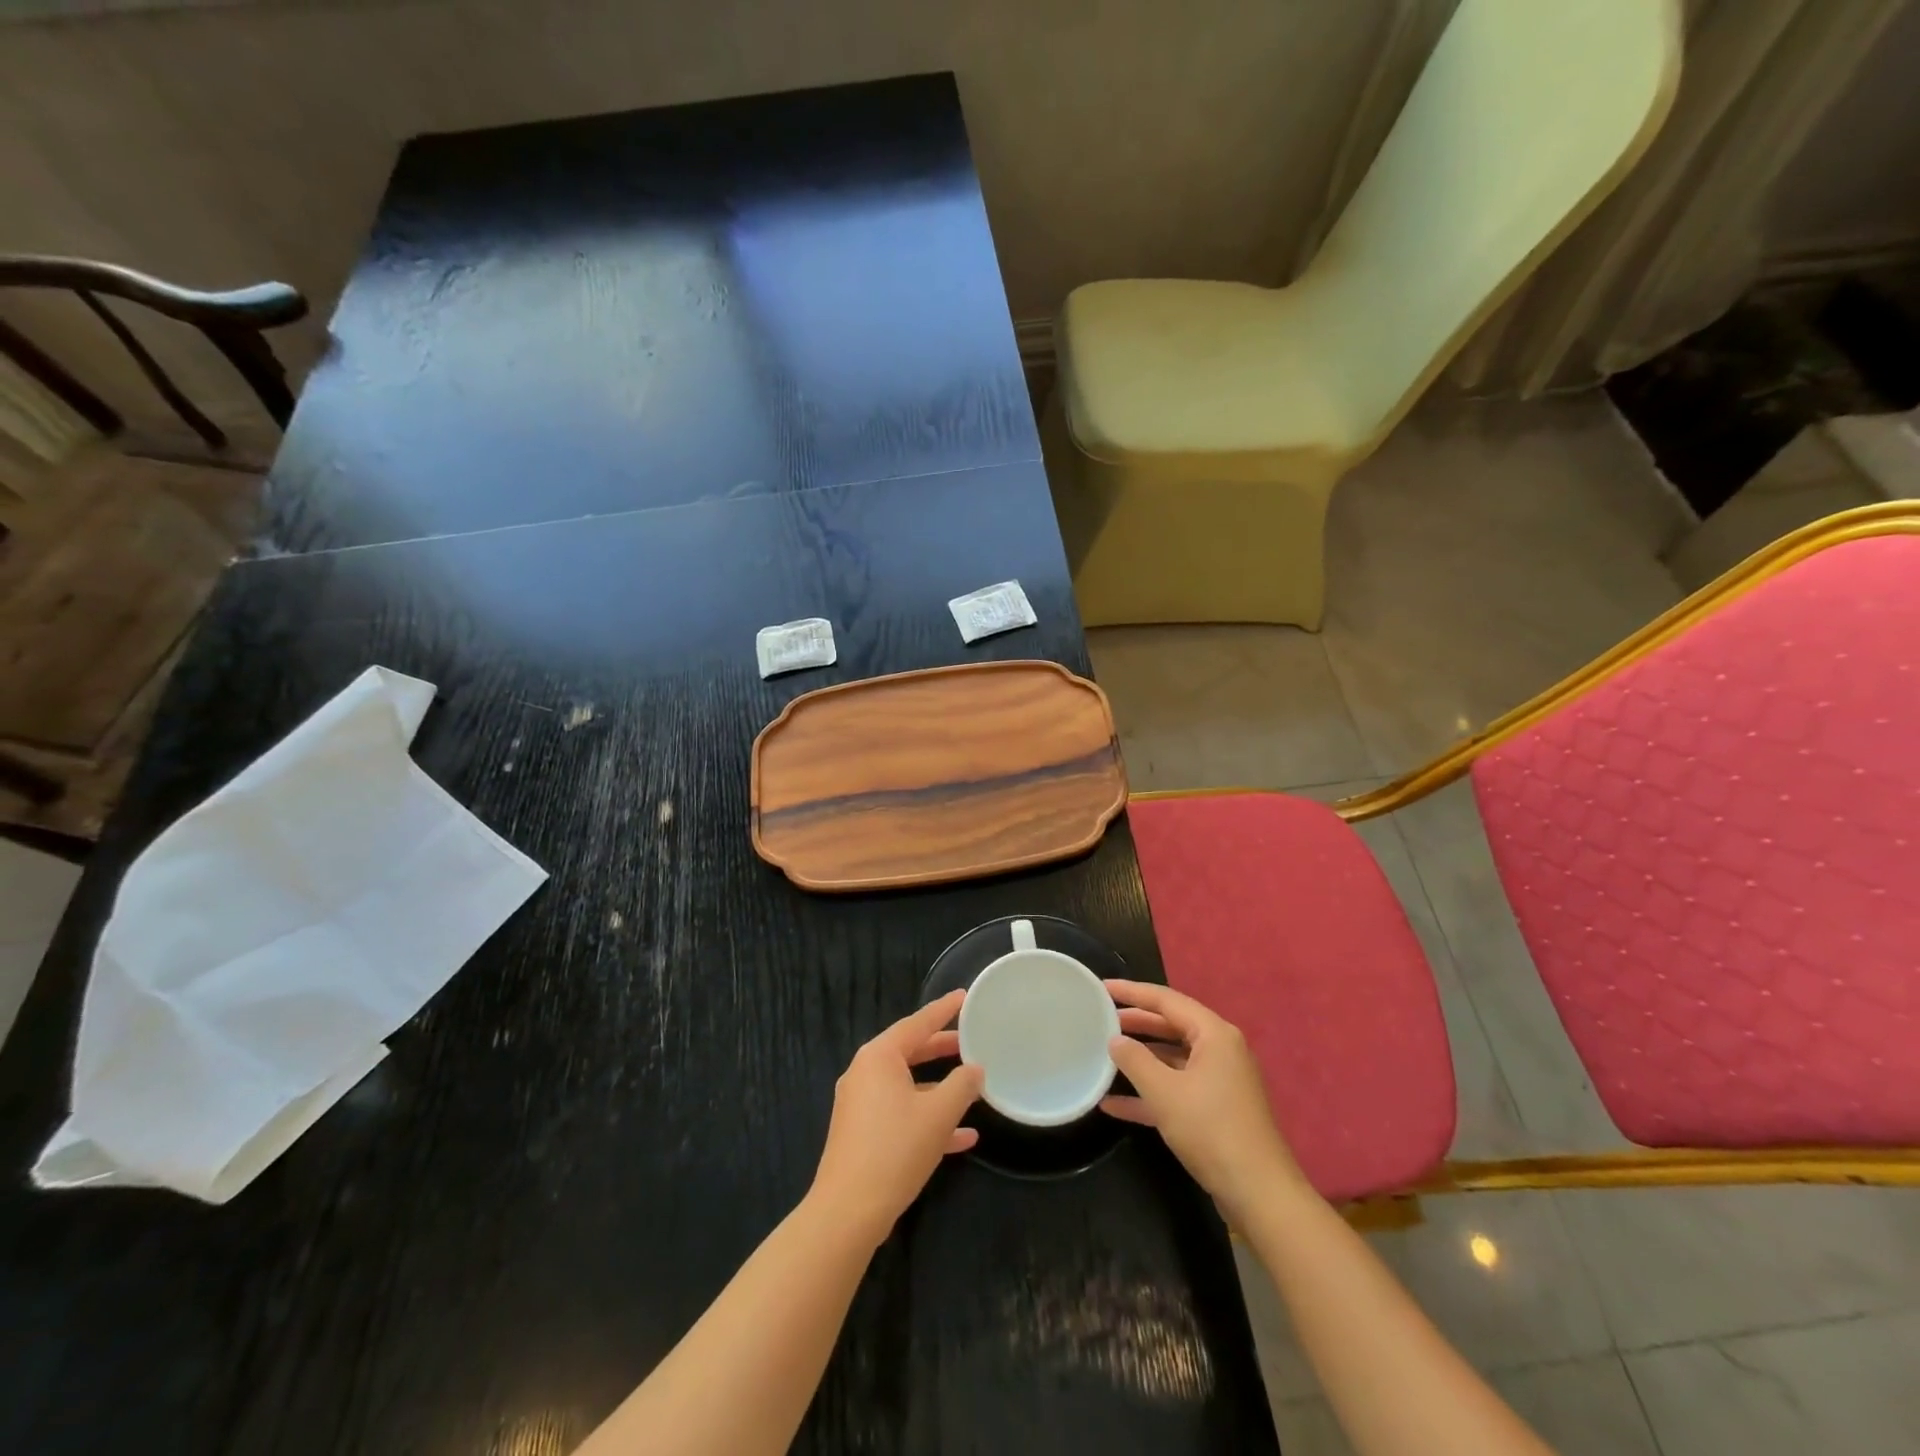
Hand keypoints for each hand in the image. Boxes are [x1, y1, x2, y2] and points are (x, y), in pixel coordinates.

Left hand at [808, 989, 984, 1246]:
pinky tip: (962, 1137)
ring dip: (938, 1087)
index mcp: (879, 1056)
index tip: (963, 996)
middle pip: (910, 1051)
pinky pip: (899, 1112)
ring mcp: (860, 1103)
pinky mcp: (861, 1132)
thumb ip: (962, 1085)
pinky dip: (926, 1116)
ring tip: (971, 1085)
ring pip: (907, 1084)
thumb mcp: (938, 1114)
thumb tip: (975, 1069)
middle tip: (970, 1040)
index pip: (918, 1023)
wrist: (848, 1212)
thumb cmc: (895, 1150)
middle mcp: (865, 1072)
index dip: (943, 1009)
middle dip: (942, 1048)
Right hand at [1100, 980, 1309, 1219]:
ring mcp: (1220, 1081)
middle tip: (1100, 1017)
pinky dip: (1150, 1092)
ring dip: (1140, 1059)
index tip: (1101, 987)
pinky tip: (1114, 1104)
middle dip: (1136, 1023)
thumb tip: (1115, 1040)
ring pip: (1172, 1058)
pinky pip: (1177, 1088)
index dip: (1132, 992)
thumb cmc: (1211, 1131)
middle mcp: (1220, 1050)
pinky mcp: (1216, 1109)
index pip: (1166, 1000)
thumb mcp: (1165, 1092)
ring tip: (1104, 1054)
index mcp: (1214, 1034)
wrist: (1259, 1194)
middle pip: (1171, 1025)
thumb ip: (1135, 1060)